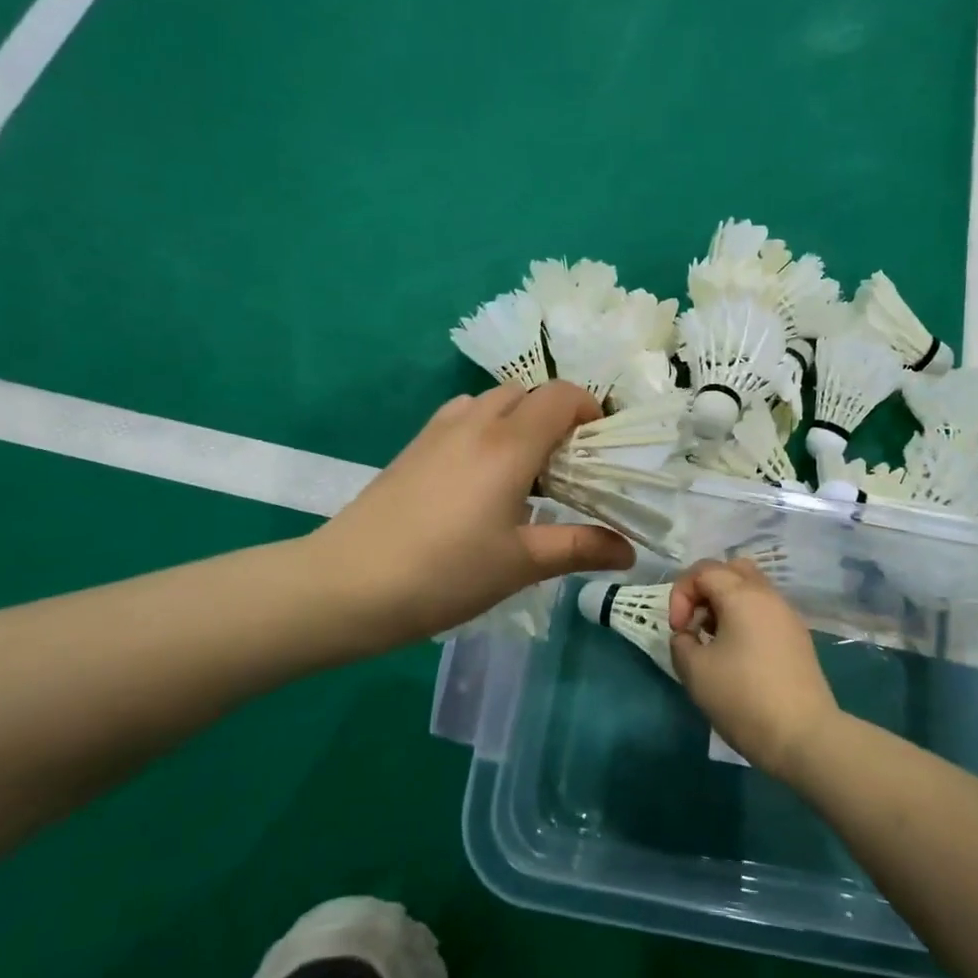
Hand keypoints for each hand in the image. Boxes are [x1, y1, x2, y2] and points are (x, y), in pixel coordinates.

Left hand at [317, 382, 634, 645]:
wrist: (347, 584)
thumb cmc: (445, 573)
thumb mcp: (520, 564)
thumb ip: (579, 548)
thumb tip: (629, 552)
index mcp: (509, 444)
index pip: (562, 396)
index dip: (590, 411)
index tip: (601, 450)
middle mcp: (474, 422)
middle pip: (527, 393)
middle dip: (556, 418)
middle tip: (566, 468)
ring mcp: (437, 431)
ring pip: (491, 402)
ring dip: (518, 422)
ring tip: (524, 473)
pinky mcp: (412, 447)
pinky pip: (462, 418)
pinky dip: (485, 431)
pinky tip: (479, 481)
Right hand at [667, 559, 838, 780]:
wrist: (803, 736)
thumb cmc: (743, 698)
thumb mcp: (694, 671)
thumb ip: (682, 643)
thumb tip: (688, 636)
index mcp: (743, 595)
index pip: (703, 570)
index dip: (681, 594)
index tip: (679, 630)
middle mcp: (768, 596)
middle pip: (732, 570)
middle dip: (706, 590)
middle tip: (696, 624)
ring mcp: (788, 616)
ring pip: (751, 590)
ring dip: (726, 605)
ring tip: (714, 642)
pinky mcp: (798, 638)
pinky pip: (765, 612)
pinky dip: (745, 620)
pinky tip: (738, 656)